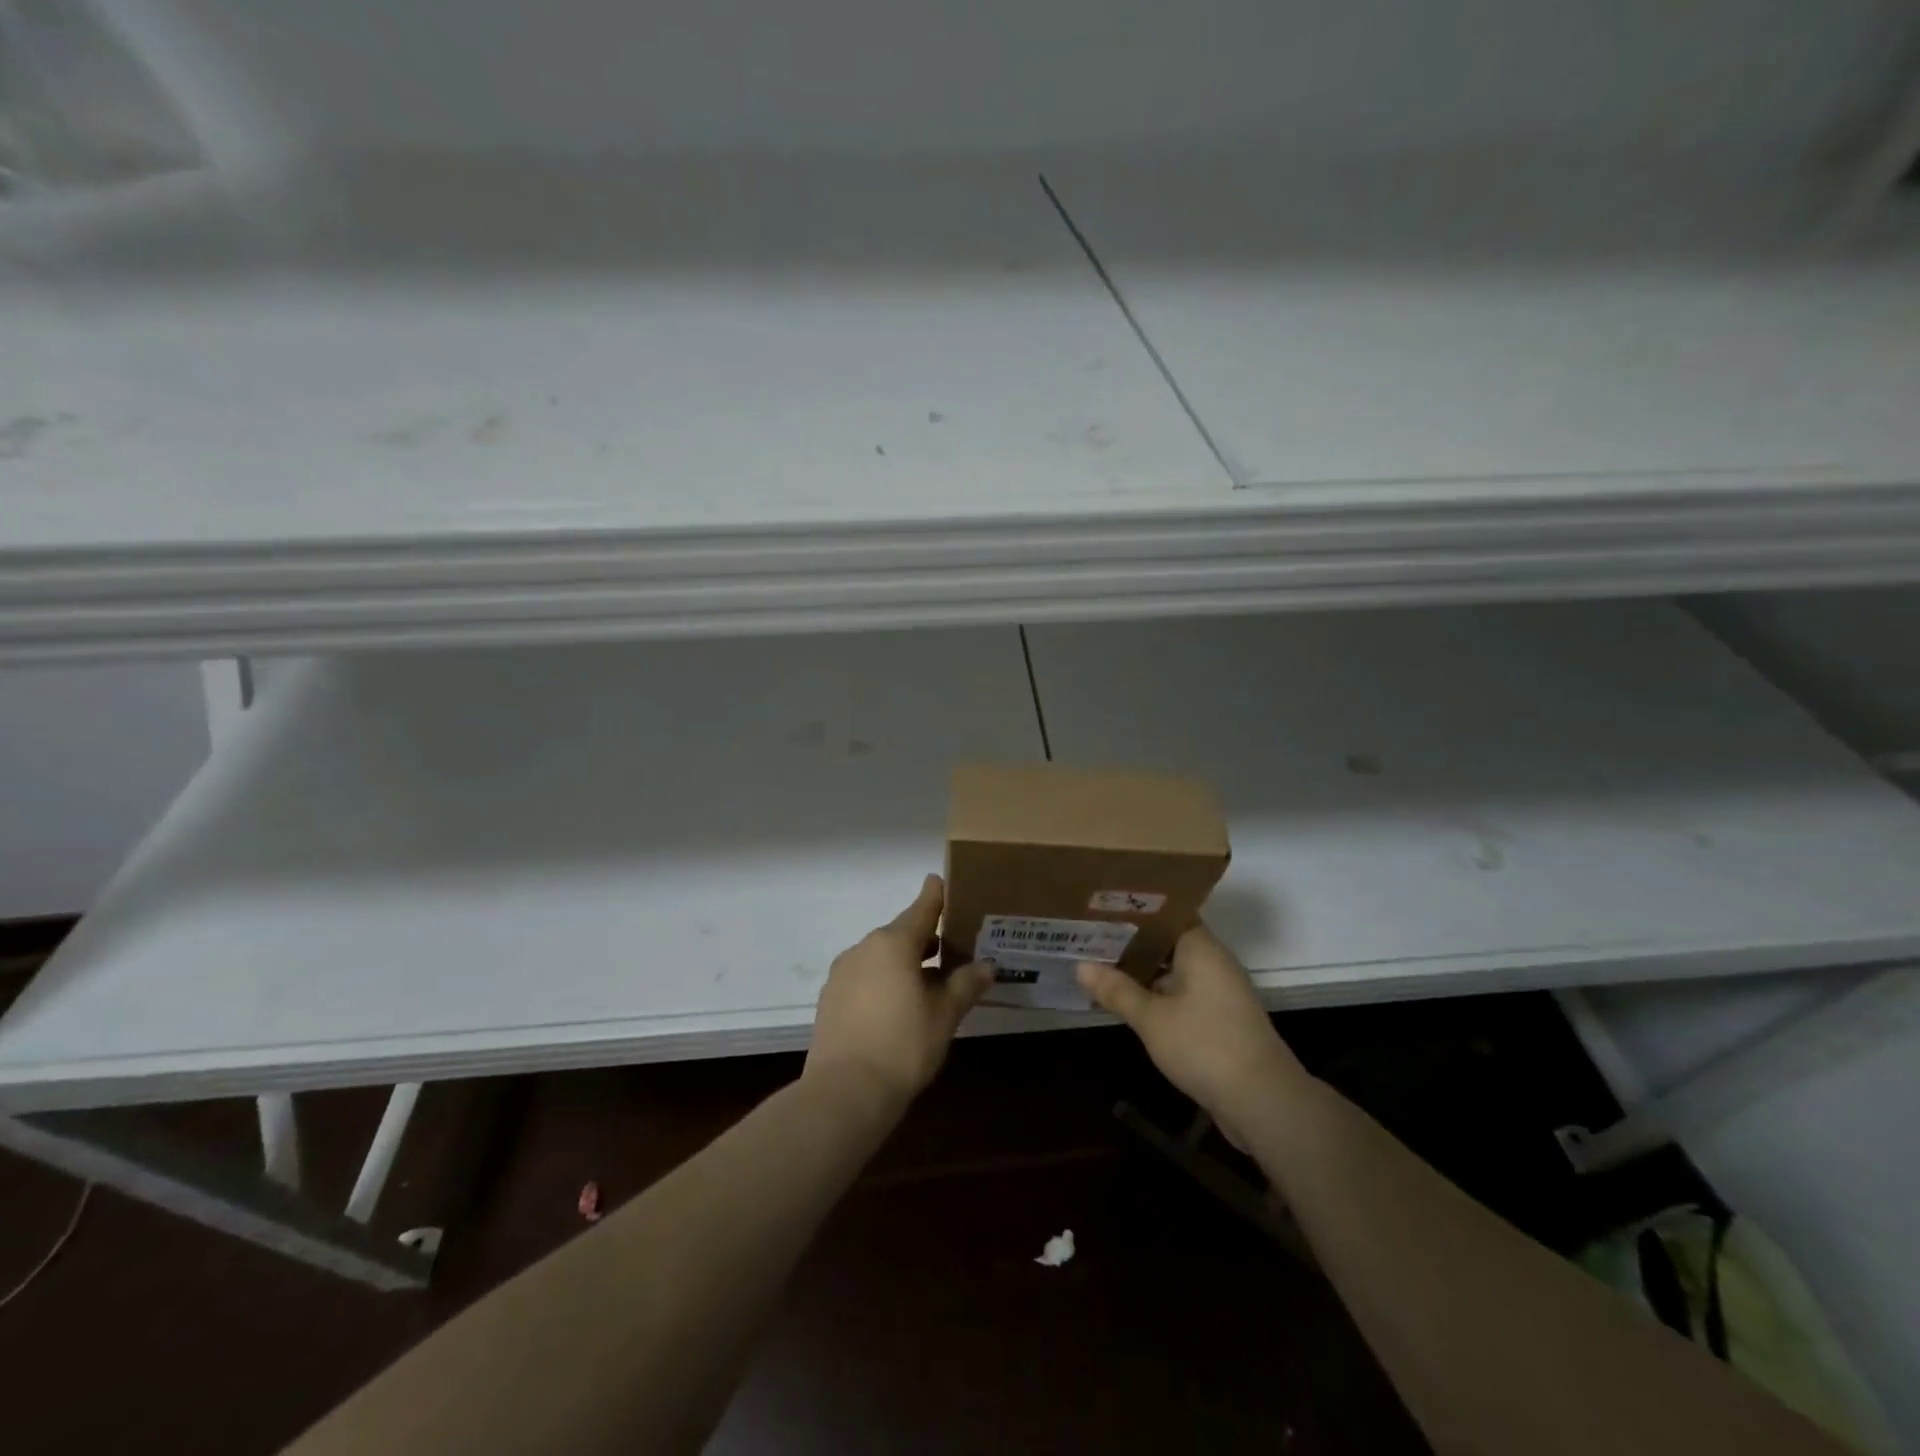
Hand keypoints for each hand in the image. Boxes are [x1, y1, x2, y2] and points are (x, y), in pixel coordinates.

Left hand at [805, 874, 993, 1106]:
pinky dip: (883, 981)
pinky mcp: (830, 999)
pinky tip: (897, 1006)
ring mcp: (842, 973)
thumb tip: (987, 966)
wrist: (844, 1091)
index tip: (942, 881)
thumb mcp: (944, 1015)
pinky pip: (864, 978)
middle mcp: (864, 949)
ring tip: (929, 981)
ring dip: (903, 962)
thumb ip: (965, 985)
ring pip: (880, 957)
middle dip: (924, 939)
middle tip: (950, 947)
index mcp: (893, 943)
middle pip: (900, 934)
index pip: (921, 909)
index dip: (935, 896)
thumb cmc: (903, 1045)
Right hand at [1076, 923, 1309, 1133]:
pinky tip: (1127, 1000)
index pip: (1167, 912)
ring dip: (1142, 970)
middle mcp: (1213, 962)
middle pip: (1167, 940)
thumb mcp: (1152, 1018)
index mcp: (1201, 948)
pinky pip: (1181, 993)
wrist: (1263, 1102)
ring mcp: (1219, 992)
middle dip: (1131, 940)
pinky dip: (1156, 994)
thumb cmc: (1205, 1045)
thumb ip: (1117, 990)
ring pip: (1173, 969)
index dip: (1135, 908)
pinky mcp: (1219, 1019)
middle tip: (1089, 934)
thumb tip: (1081, 965)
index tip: (1102, 905)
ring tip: (1099, 963)